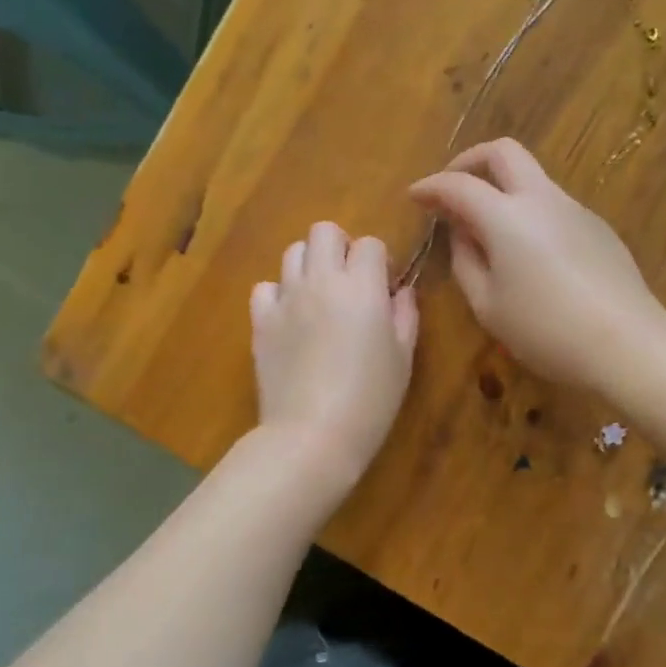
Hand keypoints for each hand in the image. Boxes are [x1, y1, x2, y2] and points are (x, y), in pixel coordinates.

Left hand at [250, 222, 418, 477]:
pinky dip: (279, 295)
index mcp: (362, 287)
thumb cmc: (370, 400)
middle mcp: (321, 280)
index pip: (370, 244)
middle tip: (350, 281)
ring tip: (319, 298)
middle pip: (324, 231)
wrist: (312, 434)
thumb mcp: (403, 358)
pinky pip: (266, 287)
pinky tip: (290, 320)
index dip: (380, 262)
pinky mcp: (260, 321)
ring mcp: (286, 298)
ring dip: (310, 265)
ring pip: (293, 252)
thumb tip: (401, 292)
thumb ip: (405, 315)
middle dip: (341, 247)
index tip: (384, 289)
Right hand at [408, 138, 662, 388]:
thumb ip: (466, 262)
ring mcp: (575, 209)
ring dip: (502, 188)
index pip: (458, 185)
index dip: (430, 187)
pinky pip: (552, 204)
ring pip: (532, 177)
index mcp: (507, 217)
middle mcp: (542, 199)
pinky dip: (528, 211)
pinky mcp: (597, 226)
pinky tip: (528, 253)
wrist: (626, 343)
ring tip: (487, 230)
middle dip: (470, 161)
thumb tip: (462, 233)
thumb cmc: (546, 331)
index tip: (414, 197)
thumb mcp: (488, 306)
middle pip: (503, 152)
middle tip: (452, 188)